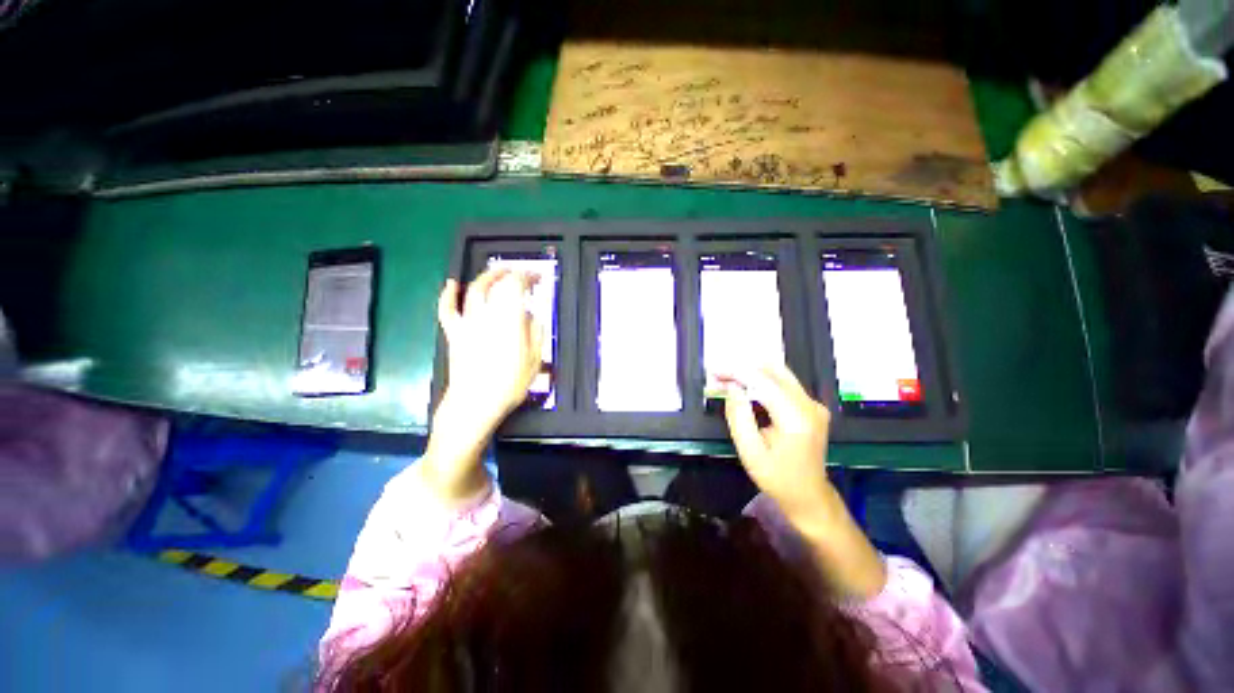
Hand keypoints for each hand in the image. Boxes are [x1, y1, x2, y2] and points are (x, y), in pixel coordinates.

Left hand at [436, 268, 545, 428]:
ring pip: (473, 291)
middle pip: (495, 284)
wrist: (475, 403)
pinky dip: (447, 295)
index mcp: (509, 321)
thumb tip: (532, 315)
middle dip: (509, 273)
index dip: (527, 277)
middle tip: (520, 272)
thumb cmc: (509, 384)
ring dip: (485, 277)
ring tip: (496, 272)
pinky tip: (452, 284)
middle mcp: (487, 316)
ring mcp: (467, 324)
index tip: (537, 278)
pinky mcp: (454, 334)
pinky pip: (447, 310)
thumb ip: (535, 333)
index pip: (517, 286)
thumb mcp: (535, 359)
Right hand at [723, 364, 885, 596]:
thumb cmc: (777, 478)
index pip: (764, 382)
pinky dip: (761, 381)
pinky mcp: (810, 406)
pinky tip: (744, 388)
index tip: (714, 370)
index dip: (737, 372)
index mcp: (796, 418)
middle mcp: (809, 405)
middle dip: (742, 369)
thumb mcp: (750, 452)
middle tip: (717, 375)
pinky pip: (783, 384)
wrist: (809, 496)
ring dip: (751, 373)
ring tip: (726, 379)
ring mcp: (813, 404)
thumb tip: (732, 387)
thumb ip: (739, 417)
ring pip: (779, 374)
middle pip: (774, 371)